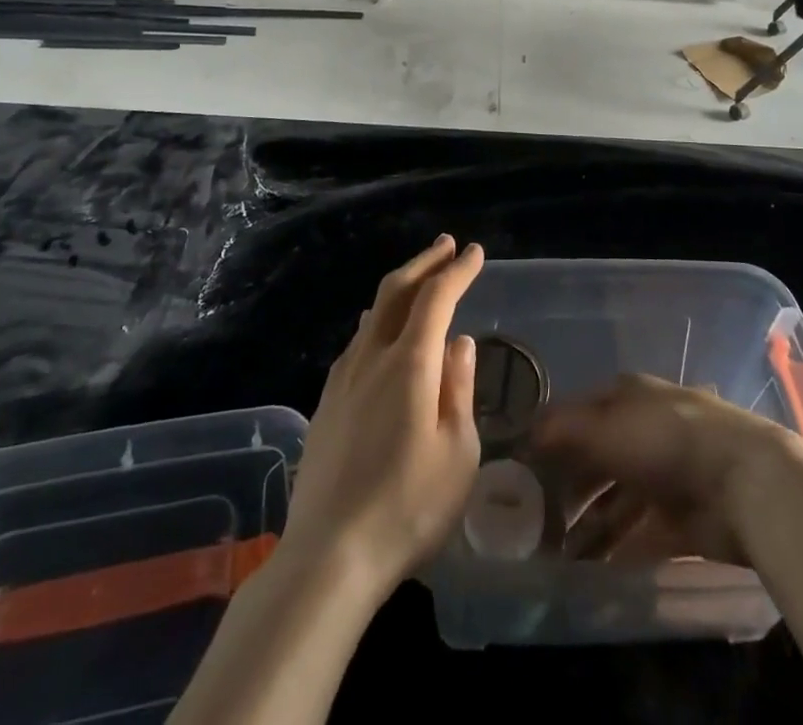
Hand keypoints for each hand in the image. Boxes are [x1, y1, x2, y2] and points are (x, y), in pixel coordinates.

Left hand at [280, 235, 483, 603]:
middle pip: (396, 291)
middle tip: (446, 246)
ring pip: (373, 312)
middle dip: (424, 262)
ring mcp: (343, 377)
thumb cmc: (407, 507)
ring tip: (419, 280)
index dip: (457, 270)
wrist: (327, 556)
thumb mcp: (456, 453)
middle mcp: (372, 357)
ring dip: (400, 287)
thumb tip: (459, 343)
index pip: (436, 297)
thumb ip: (458, 389)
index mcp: (409, 363)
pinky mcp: (327, 401)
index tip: (475, 253)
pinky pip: (358, 340)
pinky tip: (382, 331)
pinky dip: (380, 318)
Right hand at [529, 373, 802, 566]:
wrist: (743, 482)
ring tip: (556, 557)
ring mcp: (664, 475)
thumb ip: (562, 430)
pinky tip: (590, 571)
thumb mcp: (605, 427)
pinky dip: (615, 550)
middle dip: (566, 490)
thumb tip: (526, 434)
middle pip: (595, 460)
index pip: (579, 413)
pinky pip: (638, 534)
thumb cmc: (665, 440)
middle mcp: (643, 431)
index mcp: (627, 397)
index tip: (521, 469)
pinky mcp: (681, 519)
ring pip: (615, 501)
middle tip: (533, 522)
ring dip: (587, 526)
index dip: (550, 438)